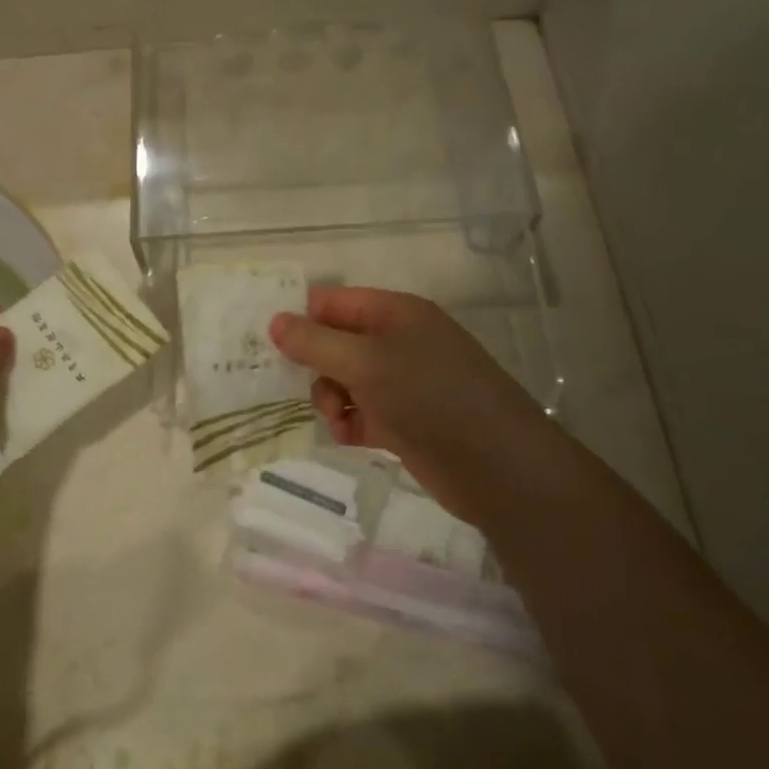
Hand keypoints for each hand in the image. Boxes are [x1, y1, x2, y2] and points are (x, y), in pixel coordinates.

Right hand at [269, 288, 547, 519]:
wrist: (496, 466)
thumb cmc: (429, 397)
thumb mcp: (365, 363)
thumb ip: (315, 342)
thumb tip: (274, 321)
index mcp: (395, 313)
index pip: (333, 302)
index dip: (302, 319)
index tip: (272, 346)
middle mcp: (398, 342)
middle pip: (335, 343)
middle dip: (316, 366)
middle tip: (309, 388)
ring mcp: (402, 383)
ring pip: (344, 381)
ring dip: (331, 399)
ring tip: (339, 419)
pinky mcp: (404, 420)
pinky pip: (361, 412)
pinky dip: (350, 423)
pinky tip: (350, 437)